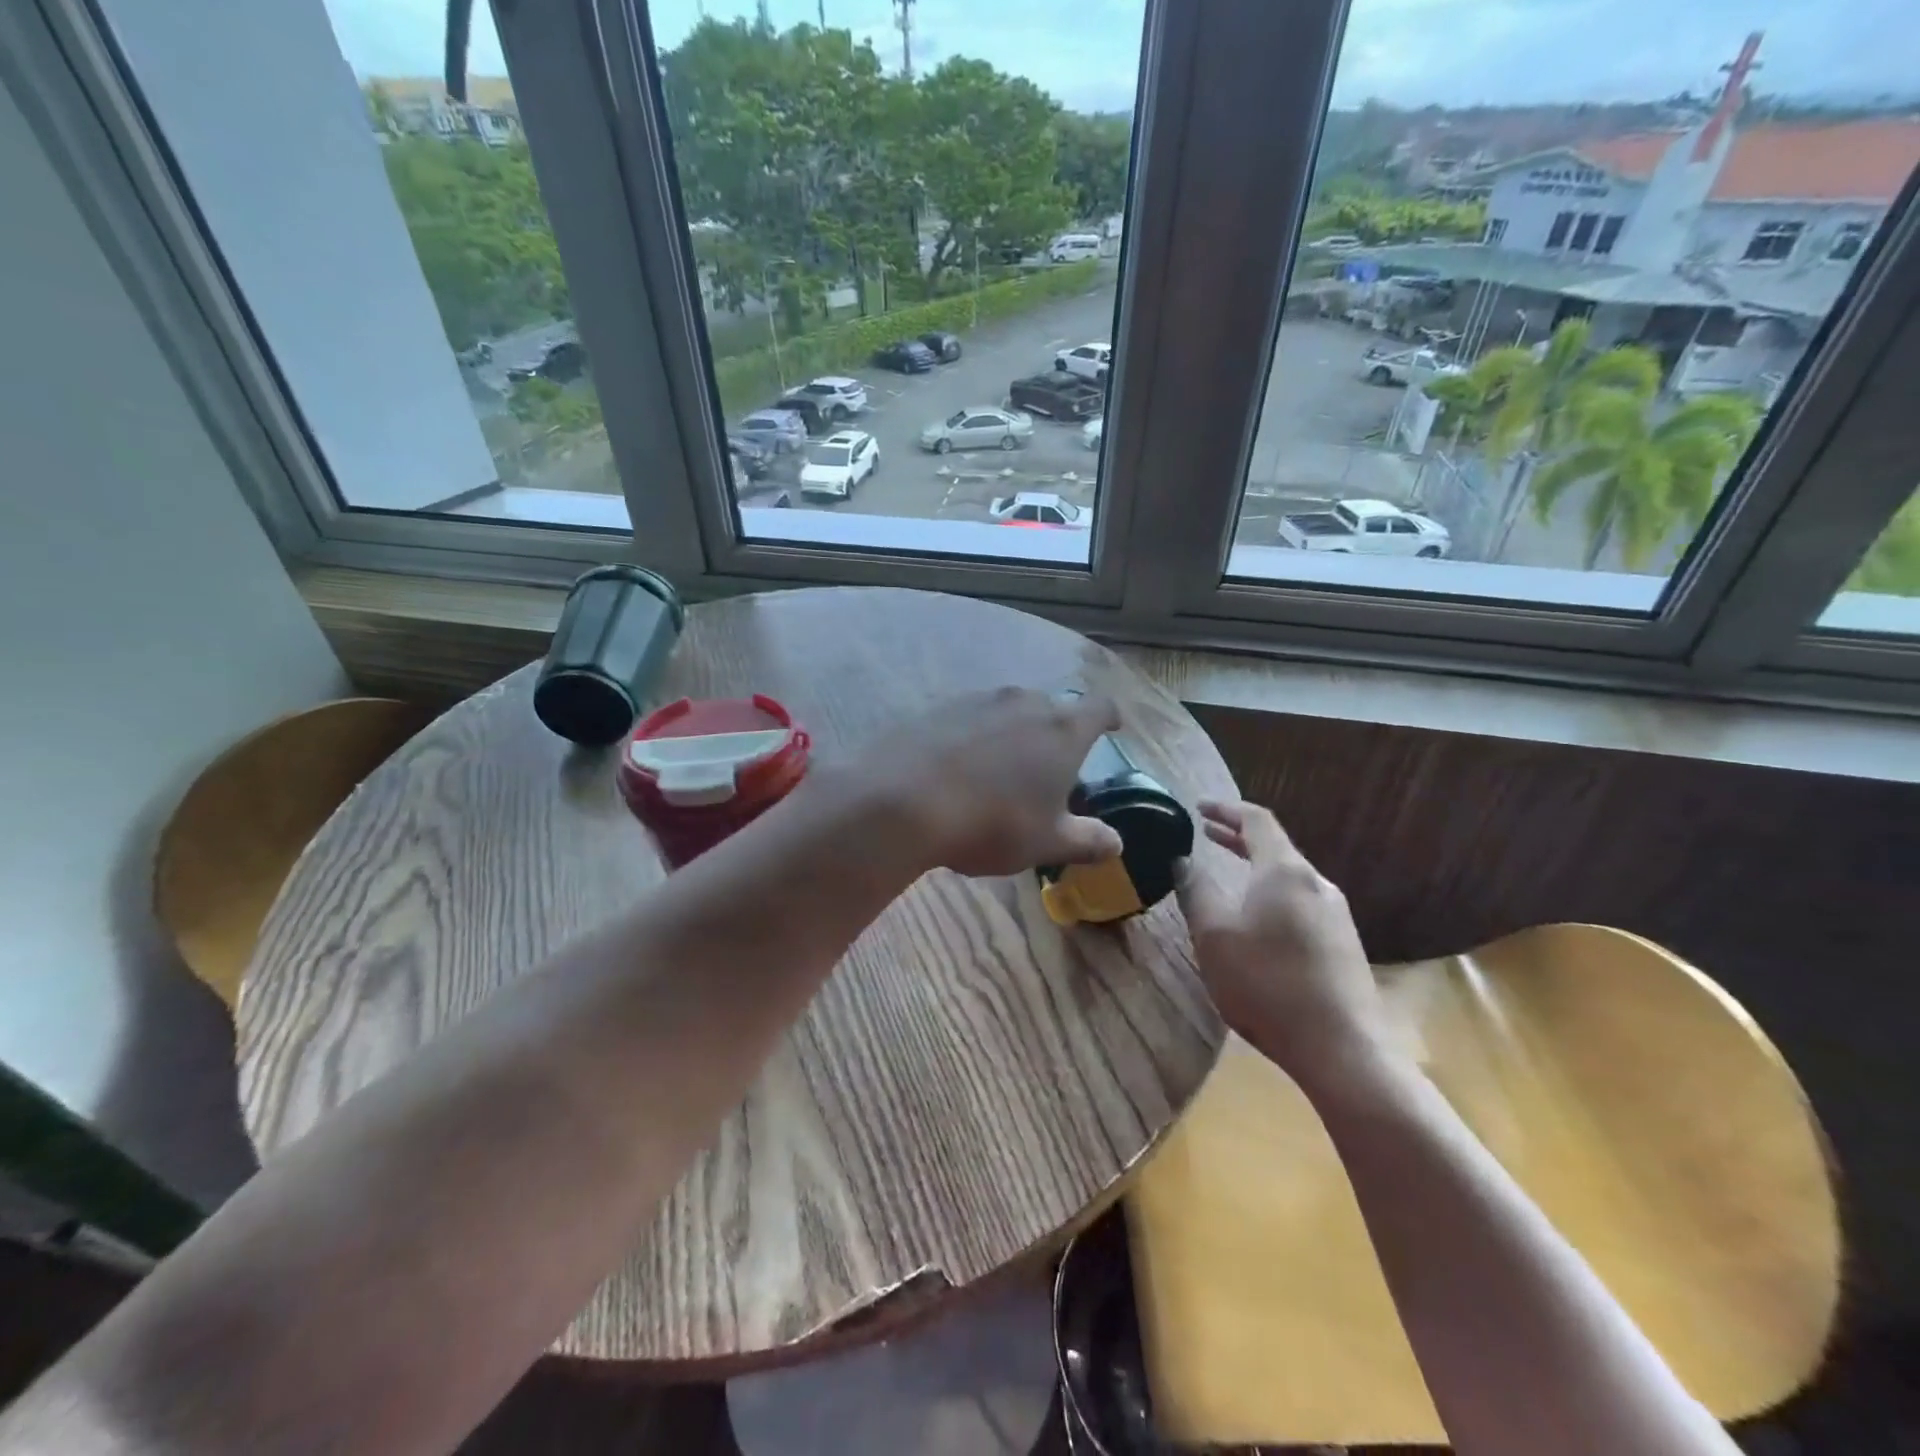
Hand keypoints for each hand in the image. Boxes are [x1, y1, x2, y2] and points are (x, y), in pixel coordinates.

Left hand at [850, 686, 1124, 878]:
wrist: (904, 801)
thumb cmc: (992, 822)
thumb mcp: (1046, 842)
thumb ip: (1086, 840)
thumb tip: (1116, 843)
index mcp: (1062, 729)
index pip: (1099, 708)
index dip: (1109, 718)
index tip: (1112, 728)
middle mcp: (1024, 702)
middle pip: (1052, 708)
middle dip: (1057, 732)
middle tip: (1051, 766)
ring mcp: (978, 700)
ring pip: (1009, 710)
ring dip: (1014, 732)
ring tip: (1003, 769)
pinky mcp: (938, 708)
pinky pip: (971, 718)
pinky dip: (976, 736)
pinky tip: (961, 767)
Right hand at [1175, 800, 1391, 1091]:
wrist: (1342, 1048)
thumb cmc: (1267, 984)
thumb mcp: (1214, 936)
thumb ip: (1196, 892)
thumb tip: (1183, 861)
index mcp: (1285, 871)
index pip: (1257, 820)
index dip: (1226, 809)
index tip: (1198, 808)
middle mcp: (1316, 883)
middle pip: (1276, 846)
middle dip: (1238, 836)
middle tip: (1206, 834)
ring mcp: (1336, 913)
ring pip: (1289, 875)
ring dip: (1255, 865)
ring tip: (1227, 872)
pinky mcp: (1343, 942)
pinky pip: (1300, 900)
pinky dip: (1271, 891)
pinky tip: (1257, 916)